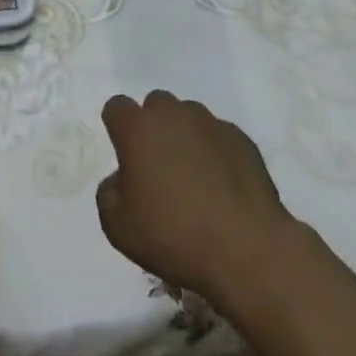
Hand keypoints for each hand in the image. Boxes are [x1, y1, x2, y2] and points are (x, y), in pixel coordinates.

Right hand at [96, 90, 294, 306]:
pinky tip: (223, 187)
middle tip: (159, 167)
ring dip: (186, 137)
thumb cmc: (174, 236)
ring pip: (189, 117)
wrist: (246, 250)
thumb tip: (120, 180)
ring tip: (195, 178)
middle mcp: (172, 114)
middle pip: (156, 105)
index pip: (117, 107)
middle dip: (154, 128)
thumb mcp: (118, 227)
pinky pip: (219, 137)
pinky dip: (216, 153)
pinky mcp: (242, 139)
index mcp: (138, 128)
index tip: (126, 156)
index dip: (118, 128)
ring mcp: (210, 123)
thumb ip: (108, 194)